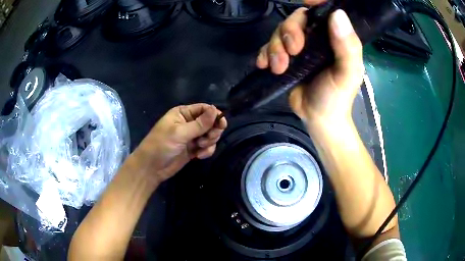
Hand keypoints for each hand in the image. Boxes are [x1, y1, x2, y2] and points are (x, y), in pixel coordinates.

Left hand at [133, 104, 226, 182]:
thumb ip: (199, 124)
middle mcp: (189, 123)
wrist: (151, 168)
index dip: (214, 115)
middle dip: (212, 131)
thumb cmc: (161, 145)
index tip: (221, 124)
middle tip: (207, 139)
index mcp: (183, 113)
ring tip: (200, 147)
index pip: (204, 109)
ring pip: (210, 135)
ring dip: (209, 142)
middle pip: (210, 122)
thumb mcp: (180, 133)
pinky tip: (199, 156)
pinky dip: (207, 151)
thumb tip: (216, 110)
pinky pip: (207, 146)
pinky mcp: (194, 149)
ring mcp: (192, 136)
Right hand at [256, 4, 363, 124]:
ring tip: (278, 68)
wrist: (319, 119)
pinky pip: (268, 46)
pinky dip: (263, 54)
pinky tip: (263, 66)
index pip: (324, 11)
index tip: (306, 4)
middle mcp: (316, 37)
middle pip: (296, 19)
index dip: (315, 3)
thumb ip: (347, 46)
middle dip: (289, 32)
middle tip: (293, 52)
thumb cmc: (337, 97)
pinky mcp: (285, 58)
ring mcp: (299, 47)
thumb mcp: (347, 73)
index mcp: (334, 37)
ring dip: (274, 47)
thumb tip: (338, 14)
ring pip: (279, 32)